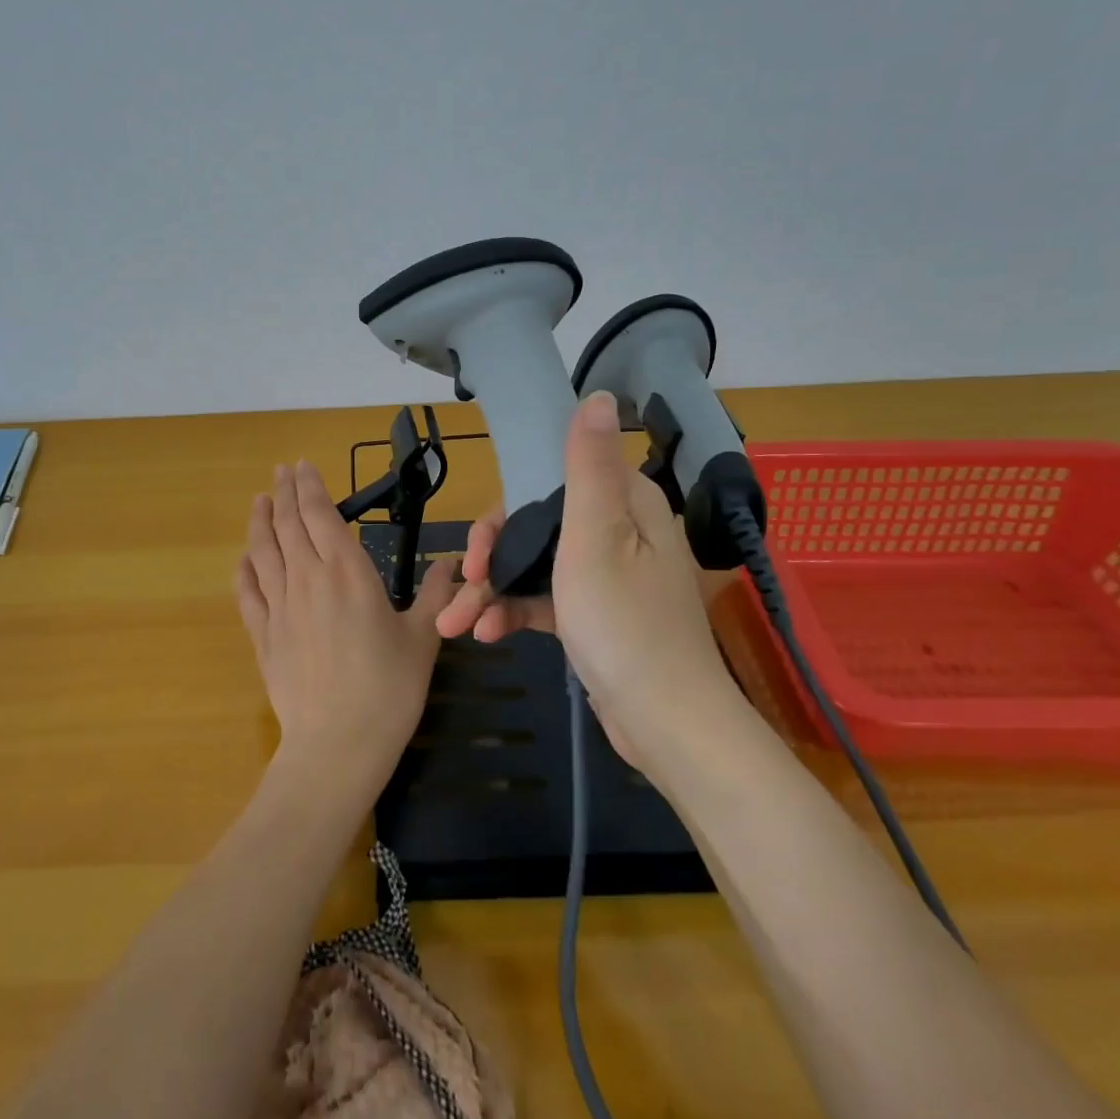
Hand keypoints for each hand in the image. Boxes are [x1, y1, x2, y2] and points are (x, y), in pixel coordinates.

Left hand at [236, 460, 456, 795]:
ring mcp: (279, 606)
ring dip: (260, 521)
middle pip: (288, 524)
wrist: (337, 744)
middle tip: (281, 471)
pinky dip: (244, 569)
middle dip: (284, 492)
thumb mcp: (423, 638)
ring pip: (263, 551)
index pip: (320, 515)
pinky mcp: (263, 635)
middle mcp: (307, 579)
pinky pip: (247, 592)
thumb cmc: (388, 689)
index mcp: (346, 572)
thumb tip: (453, 565)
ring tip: (259, 500)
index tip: (302, 466)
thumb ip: (437, 595)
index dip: (309, 487)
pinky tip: (245, 559)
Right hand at [436, 391, 742, 750]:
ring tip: (454, 624)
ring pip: (535, 565)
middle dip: (490, 555)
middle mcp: (619, 532)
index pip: (551, 481)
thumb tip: (598, 394)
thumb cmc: (625, 624)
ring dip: (491, 591)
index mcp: (625, 505)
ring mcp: (607, 576)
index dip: (506, 507)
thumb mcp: (596, 537)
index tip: (479, 543)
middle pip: (536, 524)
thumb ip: (588, 465)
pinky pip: (546, 600)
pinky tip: (485, 635)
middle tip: (461, 582)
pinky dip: (514, 613)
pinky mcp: (596, 614)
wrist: (666, 724)